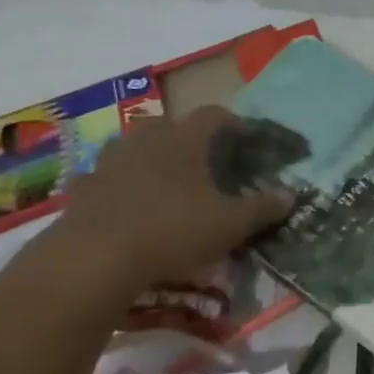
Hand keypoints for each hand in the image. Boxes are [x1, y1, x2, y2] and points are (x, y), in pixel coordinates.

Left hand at [53, 105, 297, 295]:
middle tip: (199, 161)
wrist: (95, 259)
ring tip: (159, 180)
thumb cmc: (172, 231)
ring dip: (145, 157)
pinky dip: (111, 187)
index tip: (246, 138)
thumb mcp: (229, 225)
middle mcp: (147, 140)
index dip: (233, 123)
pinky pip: (99, 179)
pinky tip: (119, 206)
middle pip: (168, 124)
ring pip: (130, 147)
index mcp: (185, 140)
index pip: (214, 114)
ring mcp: (109, 163)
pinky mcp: (81, 190)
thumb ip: (261, 208)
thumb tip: (291, 194)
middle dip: (184, 137)